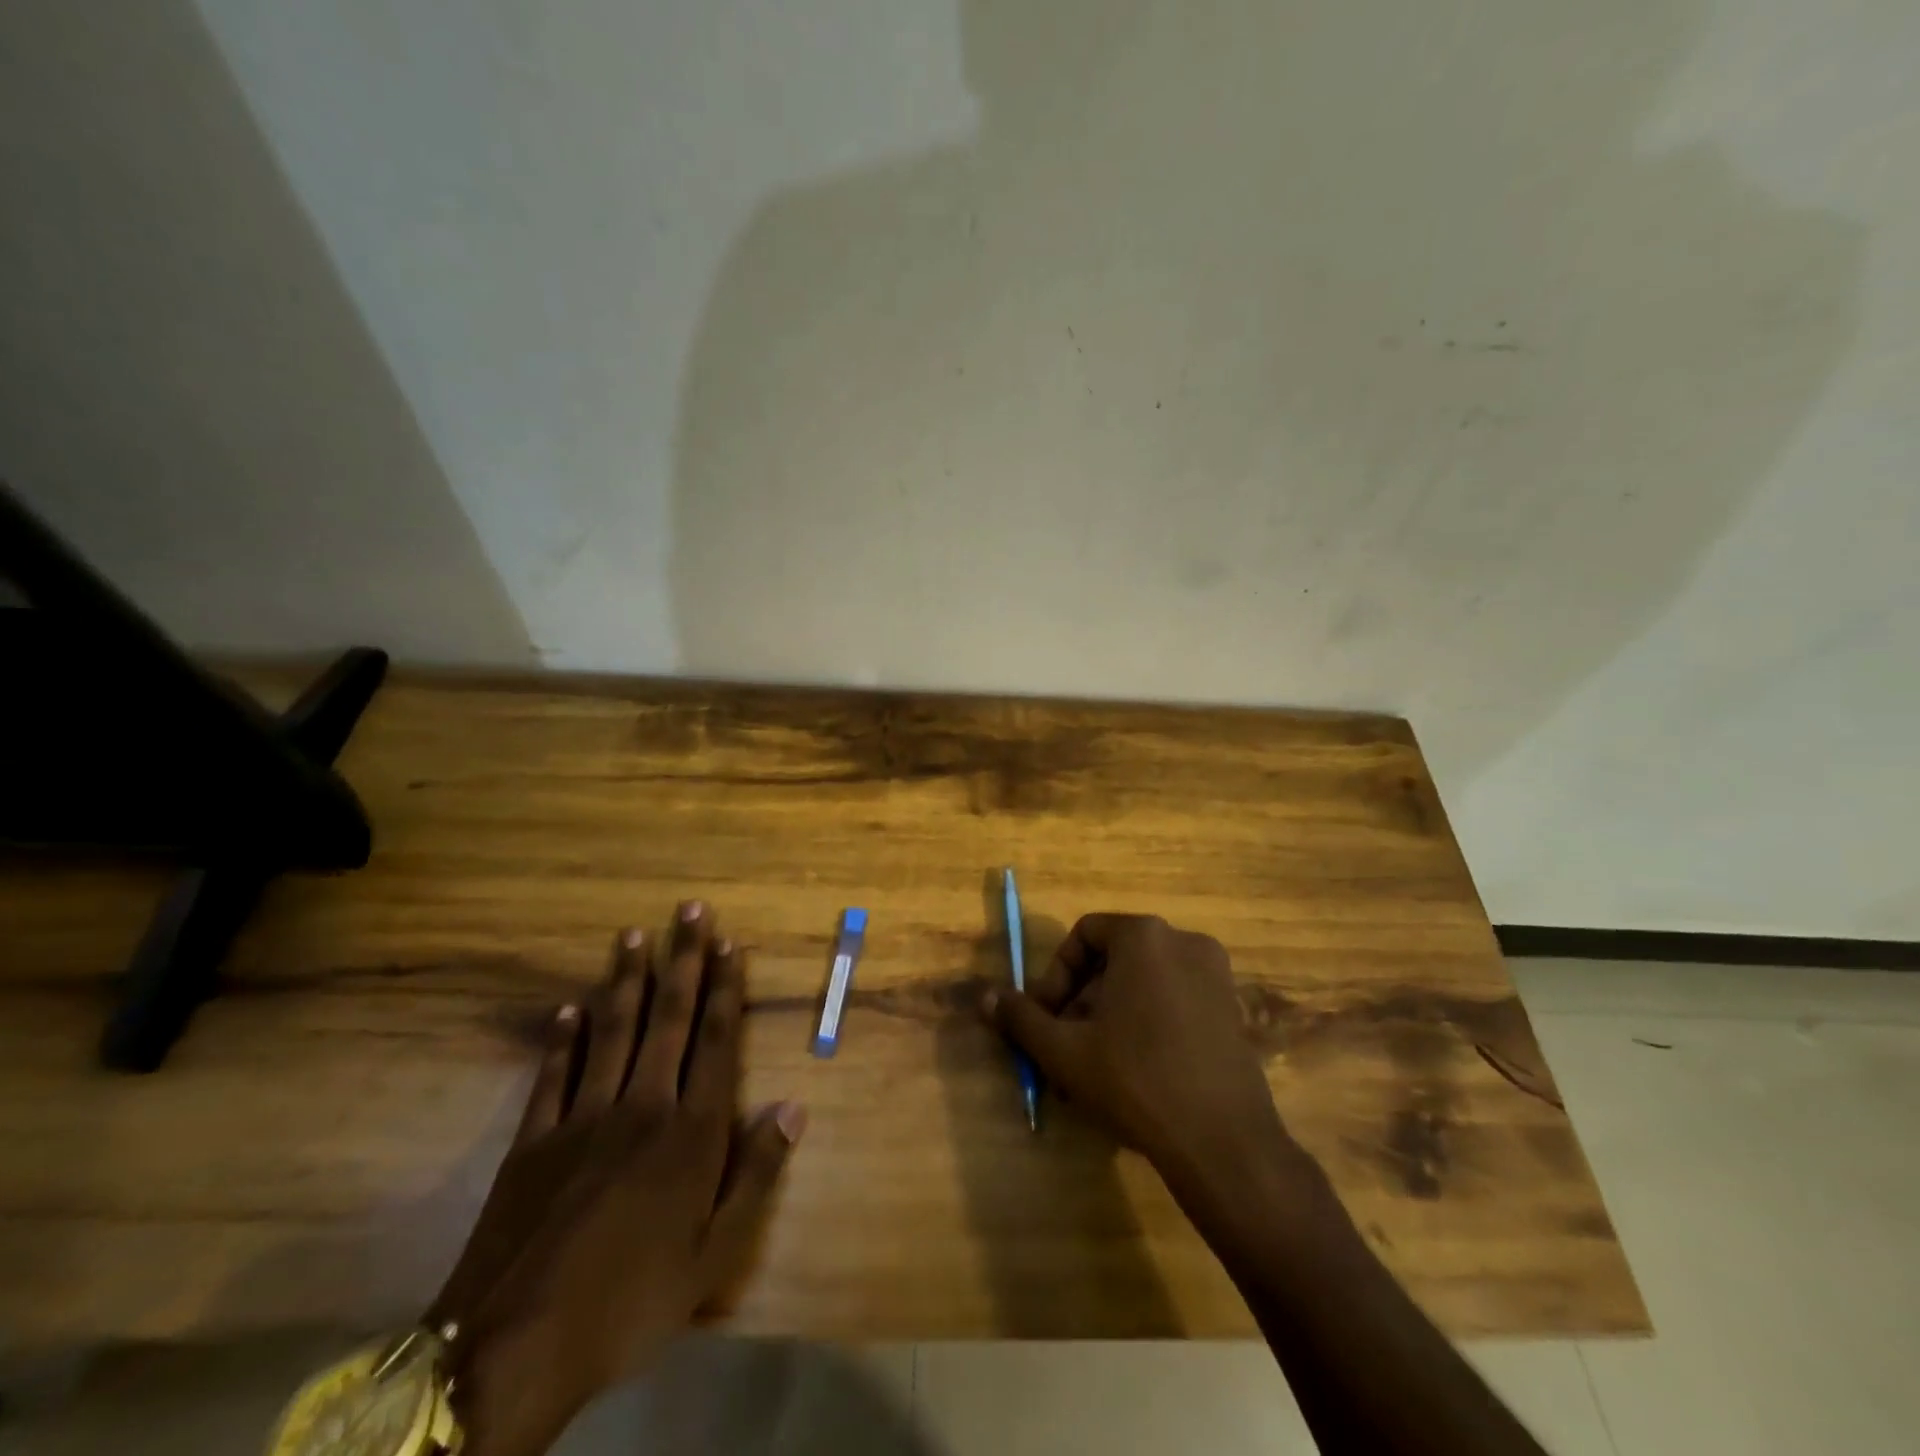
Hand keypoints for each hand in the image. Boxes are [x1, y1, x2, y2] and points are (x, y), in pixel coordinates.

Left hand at [433, 903, 805, 1455]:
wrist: (514, 1349)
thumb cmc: (632, 1300)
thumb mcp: (714, 1254)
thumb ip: (757, 1174)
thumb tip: (794, 1108)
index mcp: (690, 1132)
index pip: (715, 1041)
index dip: (725, 988)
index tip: (731, 943)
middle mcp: (642, 1106)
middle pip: (668, 1018)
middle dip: (682, 960)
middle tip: (689, 910)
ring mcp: (583, 1117)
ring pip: (612, 1031)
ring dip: (626, 980)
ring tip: (633, 935)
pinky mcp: (534, 1139)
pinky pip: (554, 1074)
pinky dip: (563, 1038)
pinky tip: (570, 1008)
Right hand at [986, 913, 1292, 1185]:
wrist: (1224, 1143)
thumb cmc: (1136, 1081)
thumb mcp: (1065, 1051)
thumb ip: (1022, 1018)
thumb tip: (985, 997)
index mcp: (1144, 936)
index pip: (1084, 935)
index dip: (1055, 975)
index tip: (1044, 1018)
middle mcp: (1184, 941)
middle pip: (1114, 959)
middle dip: (1081, 1001)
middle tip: (1064, 1047)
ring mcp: (1215, 975)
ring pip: (1143, 982)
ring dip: (1109, 1015)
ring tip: (1094, 1067)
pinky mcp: (1232, 1009)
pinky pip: (1174, 999)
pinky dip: (1146, 1021)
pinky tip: (1135, 1072)